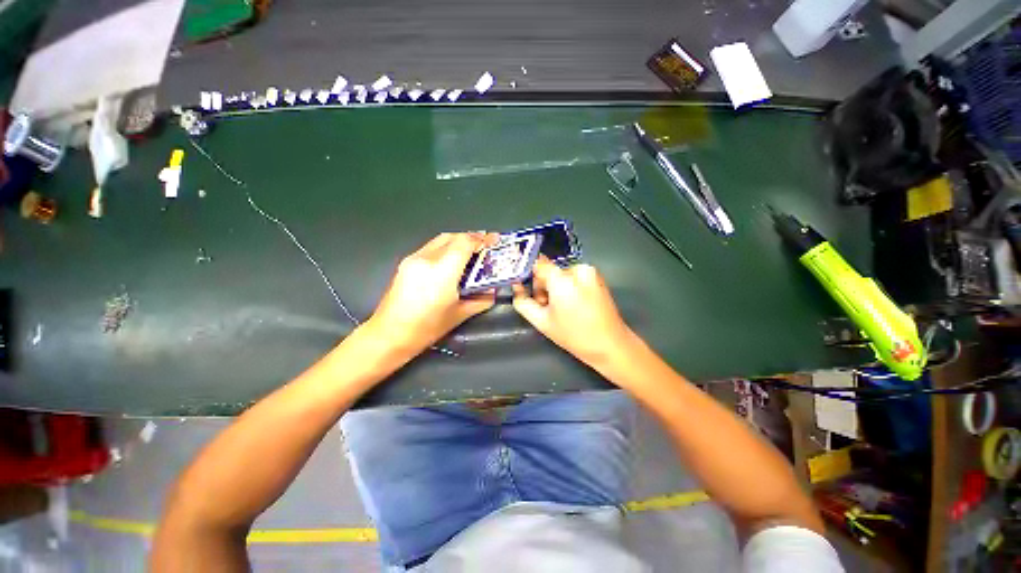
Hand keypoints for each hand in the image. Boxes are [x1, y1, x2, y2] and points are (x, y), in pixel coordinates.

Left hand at [367, 232, 497, 355]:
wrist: (389, 335)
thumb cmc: (426, 328)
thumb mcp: (459, 315)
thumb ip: (480, 300)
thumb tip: (493, 292)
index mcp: (442, 271)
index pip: (465, 243)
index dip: (482, 239)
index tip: (494, 240)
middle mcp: (426, 259)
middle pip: (453, 237)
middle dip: (471, 238)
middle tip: (485, 245)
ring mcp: (413, 259)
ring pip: (440, 240)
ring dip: (457, 242)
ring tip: (471, 251)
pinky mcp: (406, 263)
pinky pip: (431, 247)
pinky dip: (445, 248)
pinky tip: (451, 260)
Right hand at [513, 258, 633, 365]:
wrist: (611, 345)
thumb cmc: (574, 335)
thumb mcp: (542, 322)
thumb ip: (523, 302)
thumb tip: (517, 287)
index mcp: (562, 279)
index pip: (537, 264)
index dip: (529, 277)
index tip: (527, 291)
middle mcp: (577, 269)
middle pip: (550, 271)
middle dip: (544, 287)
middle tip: (546, 308)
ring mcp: (590, 272)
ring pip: (561, 275)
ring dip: (556, 288)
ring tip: (561, 309)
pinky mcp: (598, 277)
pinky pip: (574, 277)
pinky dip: (569, 287)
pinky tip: (573, 305)